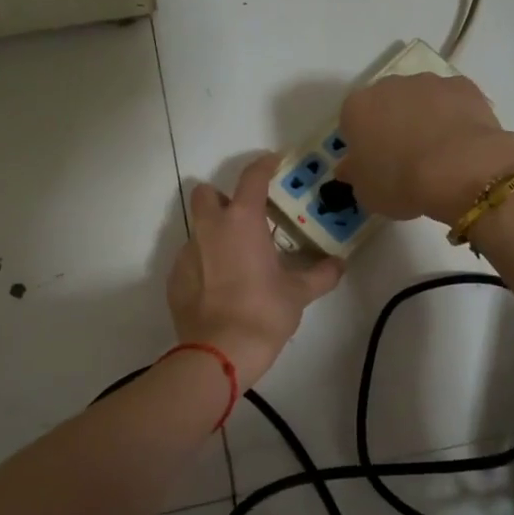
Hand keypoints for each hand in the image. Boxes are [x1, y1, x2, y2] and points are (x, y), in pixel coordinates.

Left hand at [168, 155, 344, 389]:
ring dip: (215, 236)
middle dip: (222, 199)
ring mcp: (187, 253)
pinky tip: (220, 289)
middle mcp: (209, 229)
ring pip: (198, 230)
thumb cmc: (263, 312)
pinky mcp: (175, 279)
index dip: (264, 165)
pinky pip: (190, 260)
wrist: (219, 353)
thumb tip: (338, 265)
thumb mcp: (299, 294)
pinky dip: (204, 265)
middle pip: (206, 194)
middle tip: (244, 219)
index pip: (252, 178)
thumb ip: (321, 275)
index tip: (274, 161)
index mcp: (241, 222)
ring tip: (236, 262)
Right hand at [334, 75, 513, 224]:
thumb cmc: (400, 183)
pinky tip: (462, 142)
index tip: (374, 165)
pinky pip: (453, 100)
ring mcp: (428, 82)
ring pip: (420, 99)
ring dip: (424, 117)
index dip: (363, 144)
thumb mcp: (366, 192)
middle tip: (405, 158)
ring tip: (438, 153)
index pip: (352, 122)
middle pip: (385, 103)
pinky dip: (455, 116)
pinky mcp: (463, 85)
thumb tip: (350, 167)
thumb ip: (355, 174)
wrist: (459, 170)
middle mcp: (389, 85)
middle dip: (392, 124)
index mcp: (357, 108)